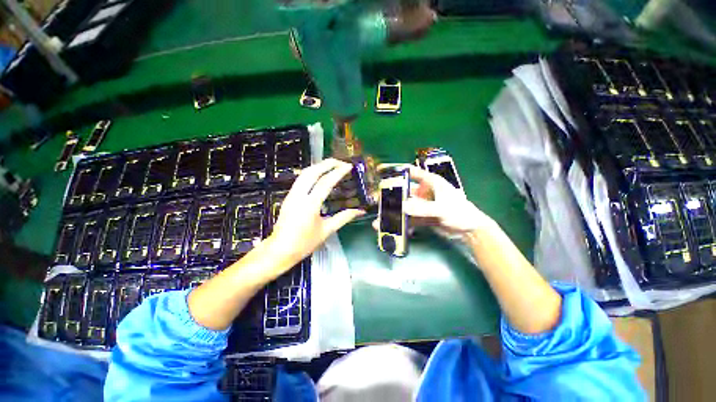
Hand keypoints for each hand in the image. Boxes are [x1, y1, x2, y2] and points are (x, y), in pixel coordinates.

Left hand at [269, 159, 364, 262]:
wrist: (280, 250)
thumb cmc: (305, 243)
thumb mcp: (327, 230)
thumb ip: (344, 218)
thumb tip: (360, 211)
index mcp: (310, 204)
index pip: (326, 182)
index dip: (338, 172)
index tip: (348, 166)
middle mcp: (299, 195)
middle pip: (312, 171)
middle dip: (327, 163)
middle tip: (340, 162)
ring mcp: (292, 195)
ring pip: (304, 173)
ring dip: (318, 166)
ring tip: (331, 165)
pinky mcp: (288, 197)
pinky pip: (301, 179)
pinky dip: (311, 173)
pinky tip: (319, 175)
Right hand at [374, 166, 493, 239]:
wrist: (470, 231)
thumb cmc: (461, 213)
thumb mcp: (443, 208)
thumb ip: (423, 208)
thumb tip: (402, 207)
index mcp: (431, 183)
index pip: (412, 173)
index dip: (398, 171)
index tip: (383, 171)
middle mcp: (425, 193)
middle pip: (405, 192)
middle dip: (392, 196)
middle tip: (379, 200)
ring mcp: (423, 206)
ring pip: (405, 206)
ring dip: (395, 212)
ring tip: (382, 218)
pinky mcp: (423, 217)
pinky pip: (410, 218)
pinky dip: (402, 223)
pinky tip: (394, 227)